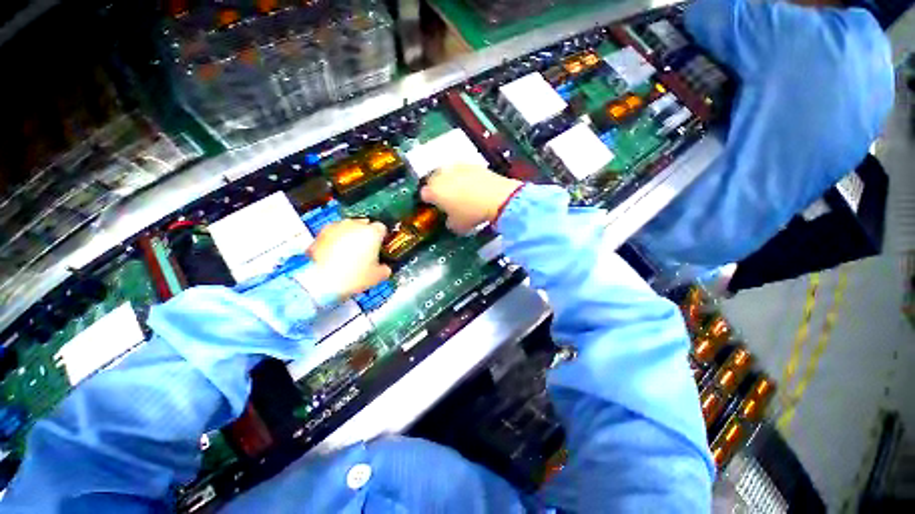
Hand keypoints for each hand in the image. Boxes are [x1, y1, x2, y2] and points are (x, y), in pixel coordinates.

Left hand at [308, 218, 391, 298]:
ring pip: (347, 228)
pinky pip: (332, 234)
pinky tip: (334, 254)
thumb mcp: (377, 276)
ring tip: (347, 252)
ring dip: (349, 236)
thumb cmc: (353, 276)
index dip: (381, 237)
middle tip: (364, 250)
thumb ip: (385, 269)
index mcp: (372, 232)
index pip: (381, 228)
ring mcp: (336, 227)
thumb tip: (385, 269)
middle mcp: (355, 225)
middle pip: (364, 225)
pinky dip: (334, 241)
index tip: (380, 246)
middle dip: (364, 235)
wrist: (322, 280)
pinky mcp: (320, 233)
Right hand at [419, 164, 521, 233]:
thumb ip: (449, 222)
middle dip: (437, 188)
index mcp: (433, 191)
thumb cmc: (471, 214)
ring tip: (459, 191)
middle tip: (445, 198)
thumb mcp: (457, 226)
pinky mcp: (471, 164)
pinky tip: (472, 185)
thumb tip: (450, 220)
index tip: (435, 207)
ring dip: (449, 180)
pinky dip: (464, 177)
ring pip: (447, 173)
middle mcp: (441, 175)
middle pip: (433, 180)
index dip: (428, 202)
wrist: (496, 197)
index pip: (424, 194)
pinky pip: (462, 171)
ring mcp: (456, 167)